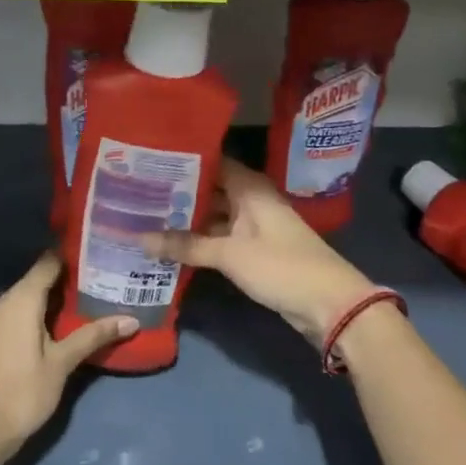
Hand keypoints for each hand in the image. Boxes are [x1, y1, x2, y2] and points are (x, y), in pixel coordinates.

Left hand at [0, 251, 135, 464]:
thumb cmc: (22, 393)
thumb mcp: (62, 363)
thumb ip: (94, 336)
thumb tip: (131, 319)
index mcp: (20, 299)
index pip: (49, 261)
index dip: (74, 254)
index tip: (102, 252)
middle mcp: (4, 300)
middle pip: (40, 277)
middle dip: (71, 277)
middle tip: (107, 277)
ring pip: (32, 295)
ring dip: (58, 296)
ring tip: (95, 296)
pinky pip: (22, 311)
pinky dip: (44, 311)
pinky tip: (68, 321)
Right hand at [144, 159, 375, 346]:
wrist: (329, 303)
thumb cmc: (281, 265)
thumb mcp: (229, 254)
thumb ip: (185, 245)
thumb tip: (139, 238)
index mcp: (249, 187)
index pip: (211, 161)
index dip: (182, 160)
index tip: (148, 161)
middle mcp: (251, 199)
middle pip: (210, 189)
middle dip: (177, 192)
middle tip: (136, 192)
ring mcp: (253, 226)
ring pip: (213, 215)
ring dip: (186, 219)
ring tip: (145, 216)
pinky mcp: (254, 250)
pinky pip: (220, 237)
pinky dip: (199, 240)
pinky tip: (170, 244)